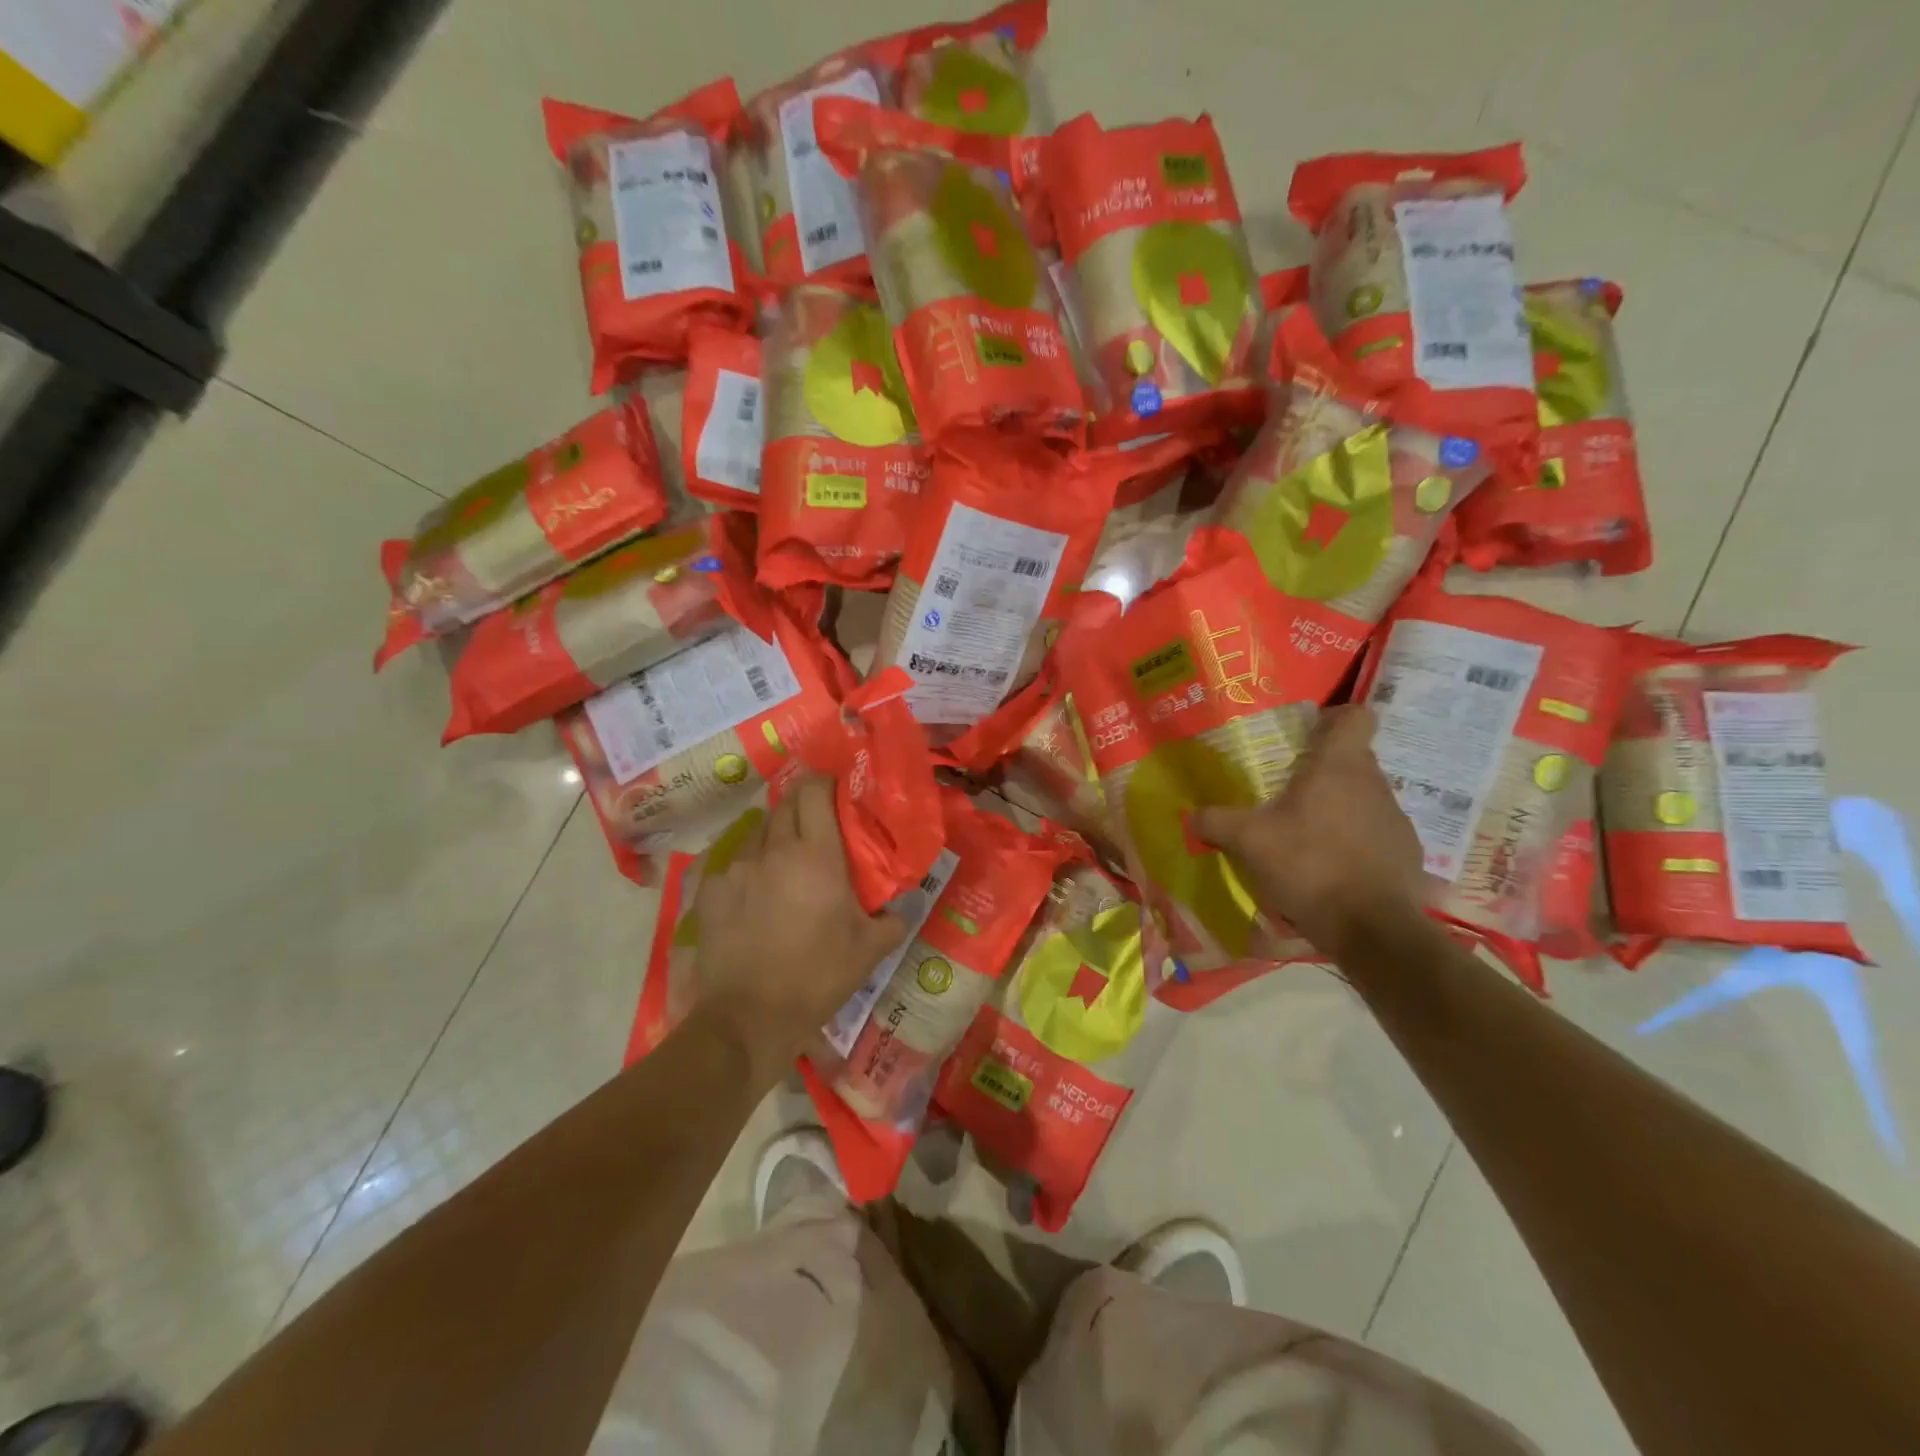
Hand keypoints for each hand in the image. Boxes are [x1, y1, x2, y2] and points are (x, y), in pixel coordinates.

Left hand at [690, 776, 906, 1085]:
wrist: (749, 1016)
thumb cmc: (818, 977)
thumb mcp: (870, 949)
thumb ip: (892, 918)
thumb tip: (902, 906)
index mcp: (816, 856)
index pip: (814, 792)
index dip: (824, 781)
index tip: (835, 788)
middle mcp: (774, 850)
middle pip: (785, 803)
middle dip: (802, 804)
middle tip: (817, 824)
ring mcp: (737, 868)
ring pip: (758, 832)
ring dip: (775, 835)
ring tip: (785, 860)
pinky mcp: (710, 890)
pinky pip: (734, 864)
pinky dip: (749, 868)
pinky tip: (755, 895)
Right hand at [1193, 704, 1426, 958]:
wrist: (1371, 928)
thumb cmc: (1309, 865)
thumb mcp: (1248, 842)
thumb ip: (1216, 822)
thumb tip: (1190, 815)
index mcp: (1339, 766)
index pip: (1356, 716)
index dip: (1334, 717)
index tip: (1307, 733)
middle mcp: (1374, 783)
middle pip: (1352, 758)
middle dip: (1321, 768)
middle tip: (1285, 789)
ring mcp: (1395, 818)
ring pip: (1362, 796)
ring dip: (1336, 806)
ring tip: (1304, 833)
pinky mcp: (1406, 852)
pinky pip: (1374, 832)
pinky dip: (1353, 841)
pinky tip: (1329, 866)